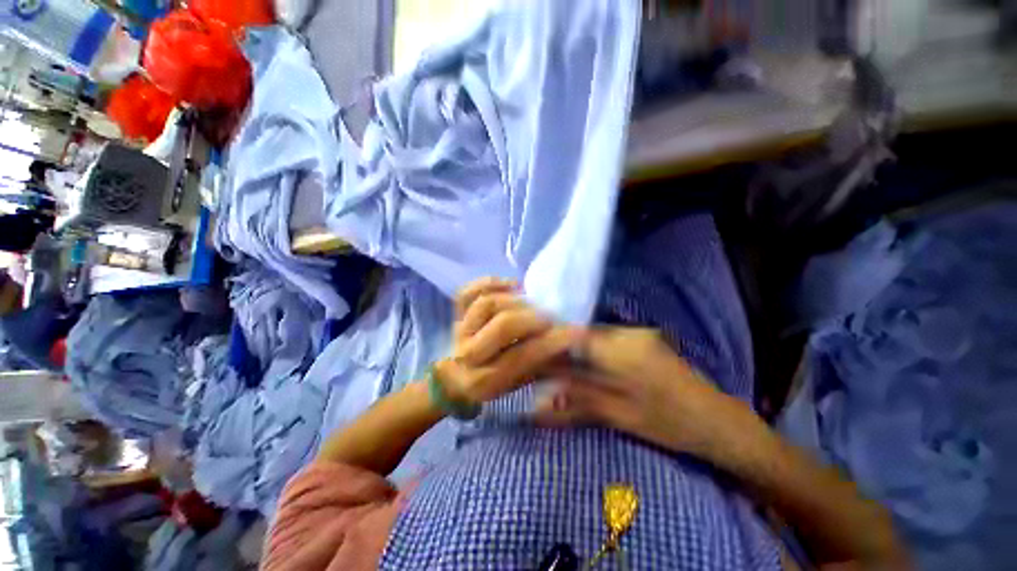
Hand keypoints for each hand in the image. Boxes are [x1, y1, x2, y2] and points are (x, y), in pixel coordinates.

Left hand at [434, 277, 575, 405]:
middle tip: (549, 317)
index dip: (550, 342)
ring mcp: (459, 330)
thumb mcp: (519, 382)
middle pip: (503, 325)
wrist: (456, 377)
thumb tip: (568, 343)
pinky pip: (467, 291)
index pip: (522, 356)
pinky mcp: (454, 313)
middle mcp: (469, 355)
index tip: (575, 331)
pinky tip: (511, 286)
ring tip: (530, 301)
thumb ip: (540, 364)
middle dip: (532, 318)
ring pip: (487, 304)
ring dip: (514, 300)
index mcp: (486, 379)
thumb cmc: (494, 380)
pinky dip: (490, 283)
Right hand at [535, 327, 739, 457]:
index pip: (574, 336)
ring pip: (593, 335)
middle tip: (547, 368)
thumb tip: (536, 406)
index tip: (534, 358)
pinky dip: (593, 350)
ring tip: (566, 369)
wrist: (719, 421)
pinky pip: (607, 337)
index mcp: (623, 350)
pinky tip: (591, 366)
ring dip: (578, 350)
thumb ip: (576, 404)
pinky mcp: (643, 336)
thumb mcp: (619, 417)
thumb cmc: (671, 423)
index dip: (550, 345)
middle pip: (582, 333)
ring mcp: (638, 331)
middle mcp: (629, 332)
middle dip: (562, 349)